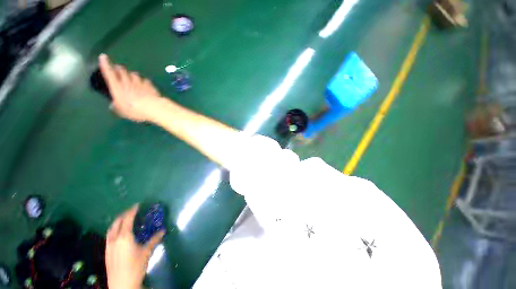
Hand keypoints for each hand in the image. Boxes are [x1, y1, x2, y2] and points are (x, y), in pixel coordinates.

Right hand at [99, 54, 163, 121]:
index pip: (108, 73)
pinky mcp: (150, 85)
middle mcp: (127, 82)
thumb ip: (116, 106)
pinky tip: (145, 84)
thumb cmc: (134, 110)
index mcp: (117, 87)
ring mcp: (139, 82)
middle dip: (119, 69)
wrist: (153, 107)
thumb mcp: (121, 111)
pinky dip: (144, 81)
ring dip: (132, 75)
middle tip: (118, 69)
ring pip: (134, 74)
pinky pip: (145, 80)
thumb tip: (113, 105)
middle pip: (122, 71)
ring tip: (132, 77)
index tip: (103, 56)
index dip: (105, 64)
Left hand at [105, 204, 164, 288]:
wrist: (121, 284)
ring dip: (117, 222)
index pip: (127, 219)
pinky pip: (109, 236)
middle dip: (124, 215)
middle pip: (117, 222)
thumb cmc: (135, 267)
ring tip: (124, 220)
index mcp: (124, 237)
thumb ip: (154, 240)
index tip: (137, 205)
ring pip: (111, 229)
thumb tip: (163, 230)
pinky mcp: (107, 252)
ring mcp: (108, 245)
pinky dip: (114, 230)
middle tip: (131, 211)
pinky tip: (119, 234)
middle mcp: (114, 239)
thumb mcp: (147, 252)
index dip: (132, 211)